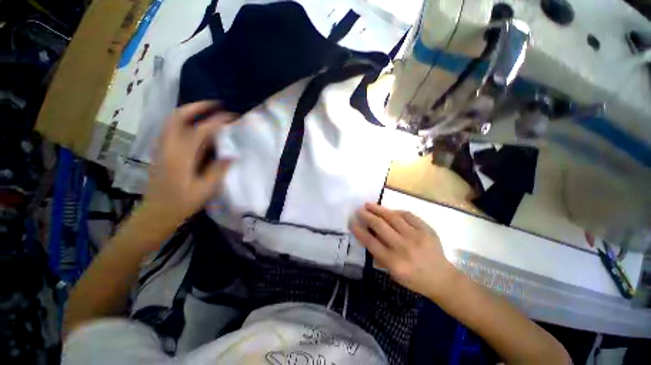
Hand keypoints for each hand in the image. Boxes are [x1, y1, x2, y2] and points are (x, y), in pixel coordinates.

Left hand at [142, 101, 237, 225]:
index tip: (232, 117)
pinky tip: (195, 125)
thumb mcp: (205, 189)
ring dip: (190, 112)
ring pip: (172, 121)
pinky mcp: (161, 151)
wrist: (157, 212)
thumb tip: (231, 153)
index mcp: (181, 157)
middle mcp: (168, 147)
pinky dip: (184, 121)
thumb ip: (218, 169)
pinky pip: (171, 129)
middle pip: (178, 117)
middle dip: (197, 107)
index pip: (200, 131)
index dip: (217, 121)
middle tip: (215, 104)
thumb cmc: (182, 203)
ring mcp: (162, 148)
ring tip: (207, 110)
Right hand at [351, 203, 456, 296]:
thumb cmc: (414, 279)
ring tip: (369, 205)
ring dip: (378, 209)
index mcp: (394, 262)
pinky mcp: (426, 229)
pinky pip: (408, 215)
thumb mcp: (393, 273)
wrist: (442, 278)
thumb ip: (379, 255)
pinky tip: (389, 211)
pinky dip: (396, 212)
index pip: (371, 242)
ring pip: (393, 217)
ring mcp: (416, 236)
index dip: (359, 231)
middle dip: (367, 216)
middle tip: (359, 210)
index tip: (352, 222)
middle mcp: (404, 247)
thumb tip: (368, 235)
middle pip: (380, 226)